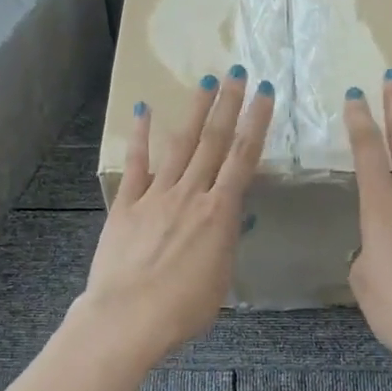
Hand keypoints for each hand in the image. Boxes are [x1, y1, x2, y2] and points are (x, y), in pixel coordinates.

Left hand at [75, 69, 274, 365]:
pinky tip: (144, 111)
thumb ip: (225, 244)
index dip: (256, 124)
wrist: (128, 318)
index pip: (244, 159)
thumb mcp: (220, 280)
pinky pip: (136, 164)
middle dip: (229, 105)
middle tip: (238, 72)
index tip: (265, 94)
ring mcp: (156, 196)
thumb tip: (231, 220)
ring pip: (180, 145)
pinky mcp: (126, 205)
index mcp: (219, 214)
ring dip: (194, 111)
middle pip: (213, 142)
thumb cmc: (182, 310)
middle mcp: (190, 195)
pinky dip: (140, 137)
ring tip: (206, 81)